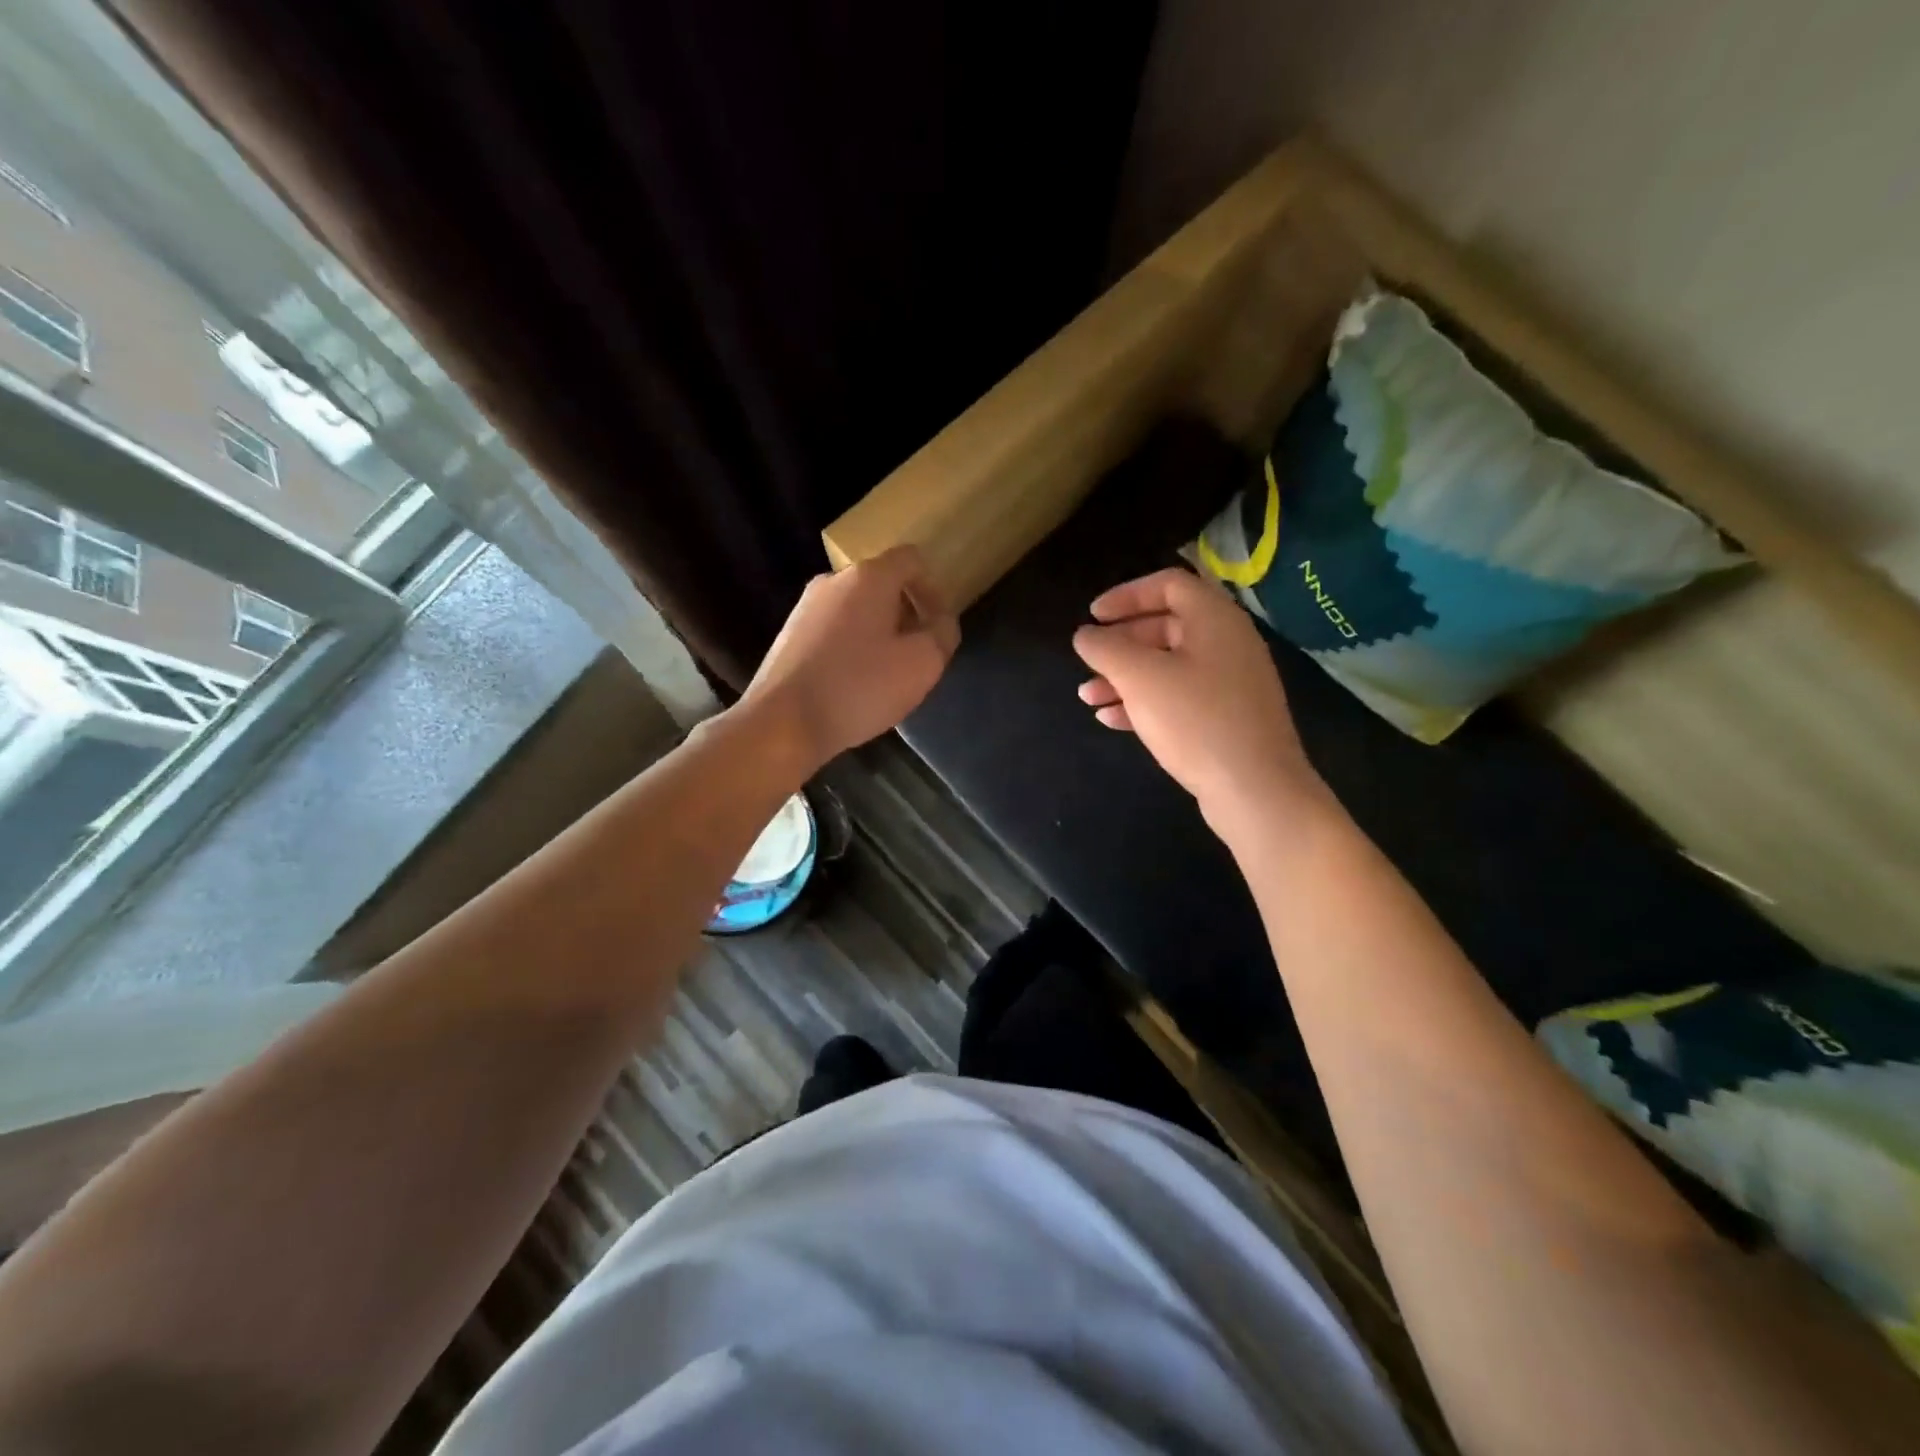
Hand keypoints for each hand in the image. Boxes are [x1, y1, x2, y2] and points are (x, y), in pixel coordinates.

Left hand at [740, 545, 959, 773]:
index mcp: (869, 577)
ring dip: (880, 634)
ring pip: (857, 610)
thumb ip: (942, 634)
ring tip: (886, 675)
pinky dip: (852, 649)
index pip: (912, 560)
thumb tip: (941, 622)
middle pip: (883, 585)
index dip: (934, 590)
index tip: (938, 628)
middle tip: (918, 656)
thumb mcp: (922, 664)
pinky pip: (834, 631)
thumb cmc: (860, 687)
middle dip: (907, 615)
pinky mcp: (789, 636)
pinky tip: (854, 685)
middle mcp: (833, 581)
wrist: (783, 723)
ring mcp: (806, 607)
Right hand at [1072, 568, 1328, 828]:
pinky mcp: (1227, 718)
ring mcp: (1230, 683)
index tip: (1093, 616)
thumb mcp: (1140, 678)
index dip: (1126, 594)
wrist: (1255, 789)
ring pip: (1169, 666)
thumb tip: (1085, 635)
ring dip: (1125, 677)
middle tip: (1090, 659)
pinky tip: (1112, 720)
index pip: (1169, 584)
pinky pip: (1179, 697)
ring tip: (1088, 698)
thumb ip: (1106, 649)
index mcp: (1214, 619)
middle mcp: (1227, 643)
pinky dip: (1145, 702)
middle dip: (1121, 643)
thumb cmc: (1195, 720)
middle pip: (1166, 626)